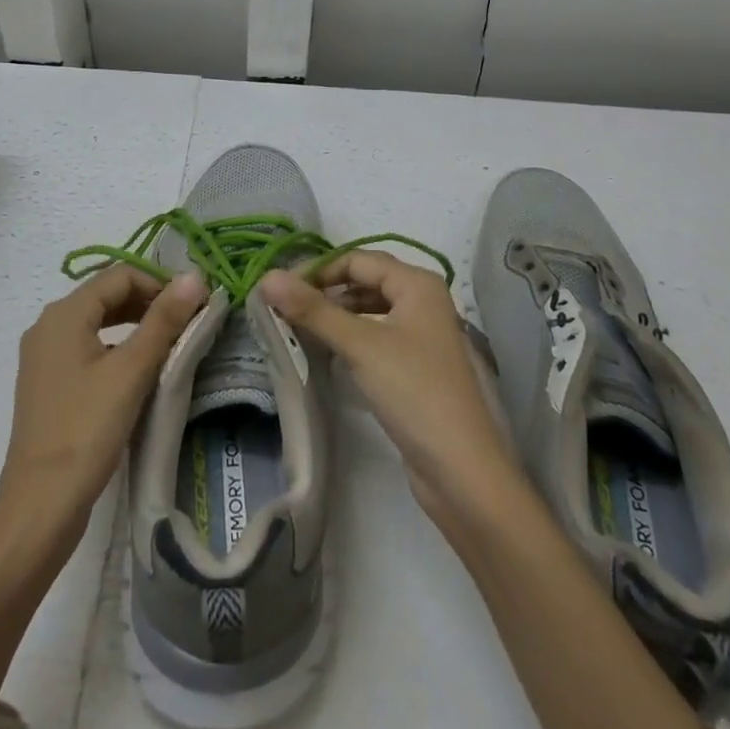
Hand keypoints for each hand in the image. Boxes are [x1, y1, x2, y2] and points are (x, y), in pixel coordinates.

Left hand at [0, 265, 206, 709]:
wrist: (40, 506)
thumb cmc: (86, 430)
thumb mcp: (132, 371)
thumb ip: (164, 320)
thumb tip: (195, 276)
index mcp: (63, 314)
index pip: (119, 275)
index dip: (158, 283)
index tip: (192, 305)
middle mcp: (48, 325)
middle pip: (105, 294)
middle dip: (147, 301)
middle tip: (185, 322)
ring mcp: (43, 356)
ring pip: (97, 320)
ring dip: (134, 323)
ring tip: (168, 342)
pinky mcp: (47, 383)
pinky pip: (86, 345)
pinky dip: (115, 345)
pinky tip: (136, 369)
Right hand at [260, 255, 523, 529]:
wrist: (461, 469)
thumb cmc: (413, 392)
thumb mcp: (360, 345)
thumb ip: (313, 310)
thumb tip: (268, 276)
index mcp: (418, 283)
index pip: (357, 259)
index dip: (318, 270)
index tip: (279, 290)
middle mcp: (423, 300)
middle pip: (366, 280)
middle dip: (327, 290)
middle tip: (285, 308)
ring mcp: (422, 334)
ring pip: (371, 308)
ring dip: (337, 313)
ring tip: (301, 327)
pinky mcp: (417, 365)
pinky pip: (377, 335)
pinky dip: (352, 336)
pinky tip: (329, 351)